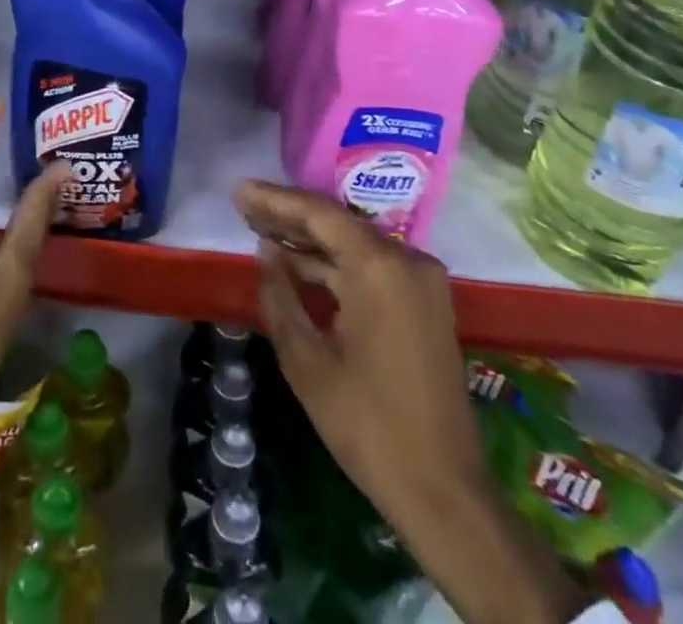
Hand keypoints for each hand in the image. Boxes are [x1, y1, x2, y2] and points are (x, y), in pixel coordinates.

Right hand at [236, 181, 586, 623]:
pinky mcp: (426, 301)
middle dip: (289, 216)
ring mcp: (422, 280)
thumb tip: (266, 251)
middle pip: (338, 223)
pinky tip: (299, 263)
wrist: (444, 491)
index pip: (319, 213)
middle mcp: (407, 260)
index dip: (275, 200)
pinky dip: (336, 263)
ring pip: (355, 243)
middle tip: (244, 206)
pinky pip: (373, 265)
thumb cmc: (367, 425)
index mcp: (380, 267)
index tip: (239, 190)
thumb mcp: (306, 360)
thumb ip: (280, 294)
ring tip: (261, 230)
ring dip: (310, 240)